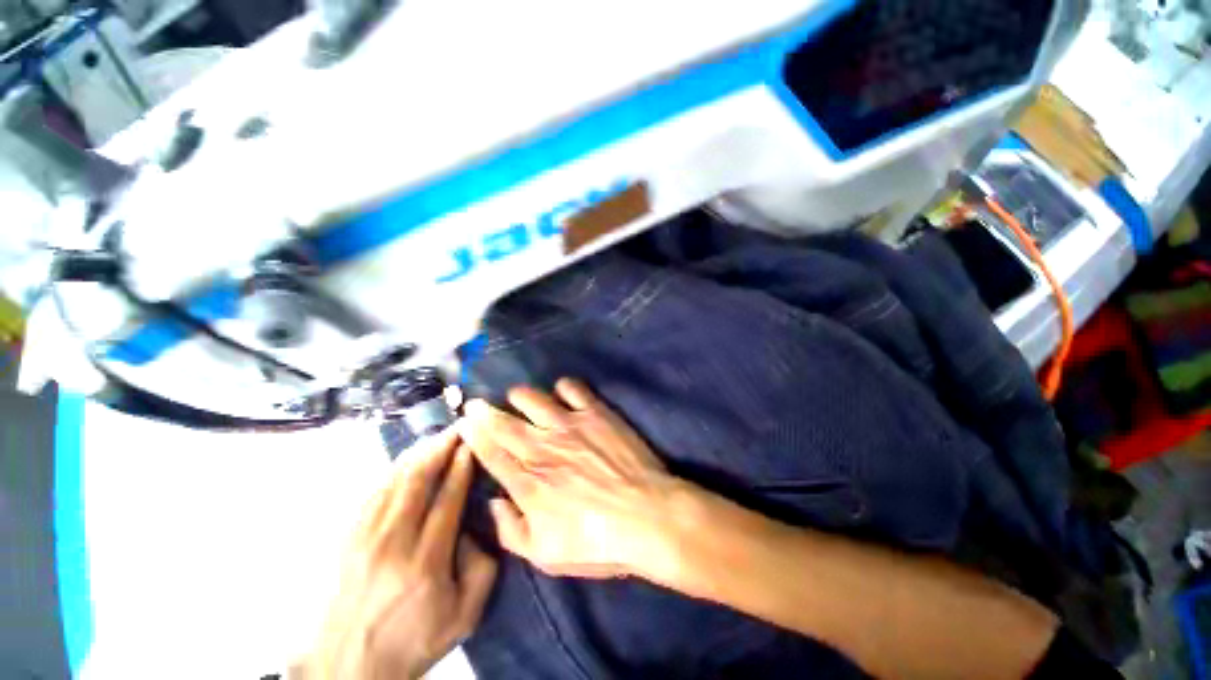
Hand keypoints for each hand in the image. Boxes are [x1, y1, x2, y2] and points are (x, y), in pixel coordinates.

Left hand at [305, 431, 496, 679]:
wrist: (350, 667)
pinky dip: (393, 471)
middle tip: (458, 428)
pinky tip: (406, 460)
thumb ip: (482, 568)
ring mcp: (365, 539)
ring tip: (437, 436)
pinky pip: (373, 493)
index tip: (472, 444)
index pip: (447, 499)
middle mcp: (393, 543)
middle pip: (418, 482)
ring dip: (418, 454)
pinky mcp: (348, 539)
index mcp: (425, 562)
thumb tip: (474, 528)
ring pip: (393, 482)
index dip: (461, 467)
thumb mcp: (464, 616)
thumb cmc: (413, 641)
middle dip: (440, 449)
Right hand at [459, 378, 681, 579]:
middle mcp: (542, 447)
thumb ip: (511, 531)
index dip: (475, 436)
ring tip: (517, 396)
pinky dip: (563, 387)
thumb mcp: (545, 556)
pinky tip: (562, 392)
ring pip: (534, 399)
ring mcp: (569, 425)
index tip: (464, 422)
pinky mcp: (595, 413)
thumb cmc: (597, 542)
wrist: (646, 516)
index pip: (491, 453)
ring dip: (520, 395)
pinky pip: (572, 389)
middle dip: (485, 411)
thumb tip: (495, 503)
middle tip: (475, 403)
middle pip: (505, 423)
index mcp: (528, 482)